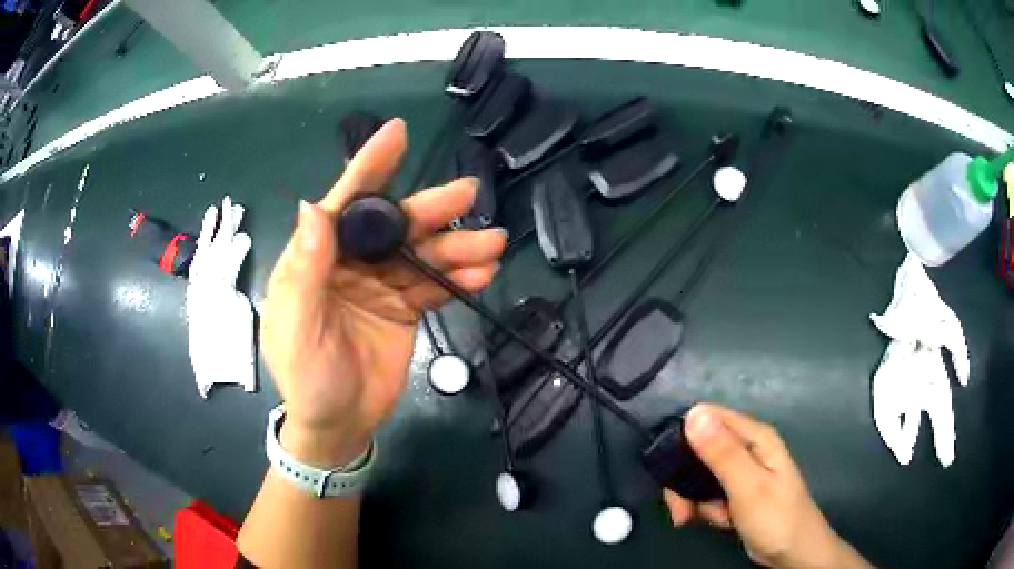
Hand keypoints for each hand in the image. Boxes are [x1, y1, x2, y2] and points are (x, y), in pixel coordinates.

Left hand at [260, 119, 506, 465]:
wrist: (337, 424)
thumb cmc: (306, 377)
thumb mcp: (297, 326)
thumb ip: (305, 271)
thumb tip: (313, 208)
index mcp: (316, 259)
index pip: (343, 204)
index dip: (369, 167)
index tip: (397, 132)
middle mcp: (349, 263)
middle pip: (392, 225)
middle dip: (428, 209)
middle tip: (468, 195)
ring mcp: (380, 284)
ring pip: (421, 254)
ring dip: (456, 246)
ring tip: (492, 242)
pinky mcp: (404, 308)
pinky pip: (434, 286)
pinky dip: (459, 278)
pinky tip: (483, 272)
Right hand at [663, 404, 871, 568]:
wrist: (794, 552)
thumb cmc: (776, 518)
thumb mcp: (748, 487)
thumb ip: (722, 453)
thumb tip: (693, 413)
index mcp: (755, 437)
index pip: (708, 418)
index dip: (684, 439)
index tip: (669, 471)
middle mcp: (748, 447)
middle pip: (700, 448)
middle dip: (683, 478)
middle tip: (679, 509)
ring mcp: (743, 470)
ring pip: (701, 473)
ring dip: (693, 497)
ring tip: (698, 518)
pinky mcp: (738, 490)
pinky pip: (710, 491)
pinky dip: (705, 507)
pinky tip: (715, 520)